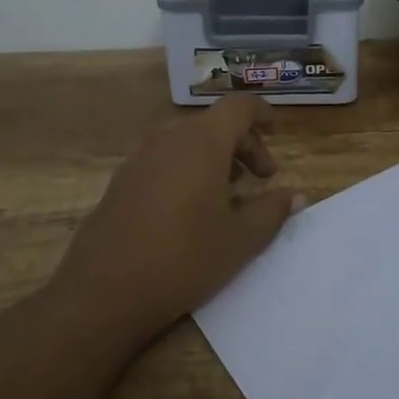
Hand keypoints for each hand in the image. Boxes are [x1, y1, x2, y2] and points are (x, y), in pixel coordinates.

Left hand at [50, 96, 303, 343]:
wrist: (103, 292)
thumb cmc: (183, 259)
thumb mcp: (240, 240)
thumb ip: (272, 211)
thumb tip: (296, 195)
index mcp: (203, 142)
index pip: (239, 106)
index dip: (262, 114)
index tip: (277, 133)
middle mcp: (170, 139)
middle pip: (214, 124)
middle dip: (243, 144)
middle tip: (261, 178)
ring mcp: (140, 158)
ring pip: (187, 141)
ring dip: (215, 157)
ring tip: (229, 194)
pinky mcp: (121, 181)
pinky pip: (164, 159)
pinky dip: (187, 169)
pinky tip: (190, 209)